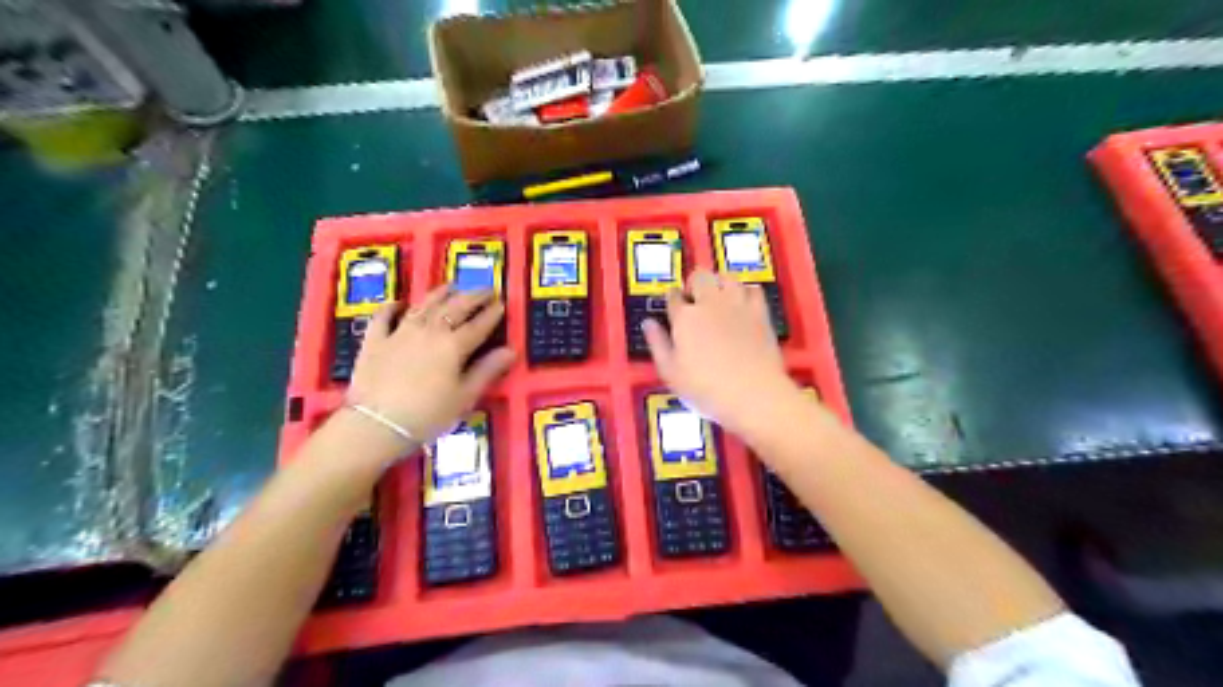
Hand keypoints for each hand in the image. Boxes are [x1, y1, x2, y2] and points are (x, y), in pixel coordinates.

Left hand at [346, 284, 510, 444]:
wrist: (375, 424)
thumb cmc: (427, 415)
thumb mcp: (464, 396)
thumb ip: (487, 370)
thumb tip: (510, 350)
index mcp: (454, 345)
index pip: (479, 324)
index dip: (492, 313)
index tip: (502, 303)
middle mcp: (429, 331)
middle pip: (454, 307)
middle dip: (473, 296)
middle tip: (486, 289)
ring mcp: (399, 332)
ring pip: (424, 305)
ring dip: (440, 294)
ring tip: (451, 286)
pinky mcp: (375, 341)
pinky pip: (384, 317)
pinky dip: (393, 307)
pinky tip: (399, 302)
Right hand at [642, 271, 802, 437]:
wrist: (753, 394)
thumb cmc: (706, 389)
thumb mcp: (671, 373)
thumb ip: (658, 344)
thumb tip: (648, 323)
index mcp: (684, 317)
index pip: (673, 296)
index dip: (671, 299)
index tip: (672, 308)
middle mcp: (710, 303)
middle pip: (700, 276)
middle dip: (694, 283)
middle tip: (693, 300)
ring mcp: (738, 305)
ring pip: (727, 277)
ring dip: (720, 283)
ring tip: (718, 297)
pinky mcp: (761, 313)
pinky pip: (754, 289)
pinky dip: (746, 292)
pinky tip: (743, 304)